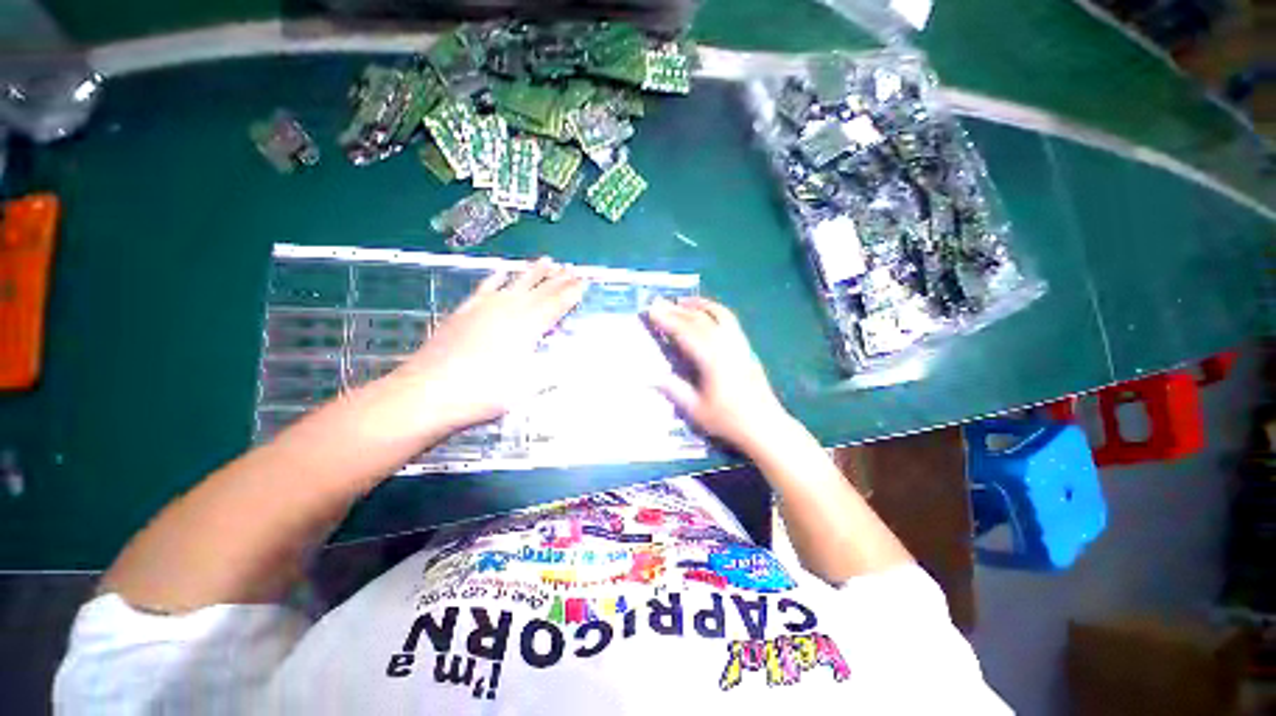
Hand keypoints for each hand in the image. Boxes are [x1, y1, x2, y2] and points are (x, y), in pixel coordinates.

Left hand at [392, 257, 585, 431]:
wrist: (427, 392)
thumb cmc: (482, 393)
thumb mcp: (525, 387)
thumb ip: (550, 370)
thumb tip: (570, 361)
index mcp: (526, 327)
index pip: (555, 305)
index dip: (571, 294)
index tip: (584, 282)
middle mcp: (508, 311)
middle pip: (539, 291)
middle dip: (558, 279)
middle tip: (572, 268)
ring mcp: (484, 308)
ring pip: (515, 284)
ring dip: (533, 272)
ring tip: (547, 260)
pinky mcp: (464, 312)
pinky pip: (484, 288)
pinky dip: (496, 278)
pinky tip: (502, 271)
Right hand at [647, 297, 790, 450]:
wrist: (765, 425)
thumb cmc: (728, 420)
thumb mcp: (696, 410)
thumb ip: (675, 390)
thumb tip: (653, 377)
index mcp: (712, 359)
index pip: (685, 332)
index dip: (666, 320)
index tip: (651, 310)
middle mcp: (726, 345)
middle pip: (699, 320)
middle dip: (676, 310)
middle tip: (658, 302)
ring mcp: (738, 343)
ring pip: (717, 314)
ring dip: (698, 305)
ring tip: (681, 300)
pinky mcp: (746, 347)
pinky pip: (729, 320)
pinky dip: (715, 310)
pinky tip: (707, 312)